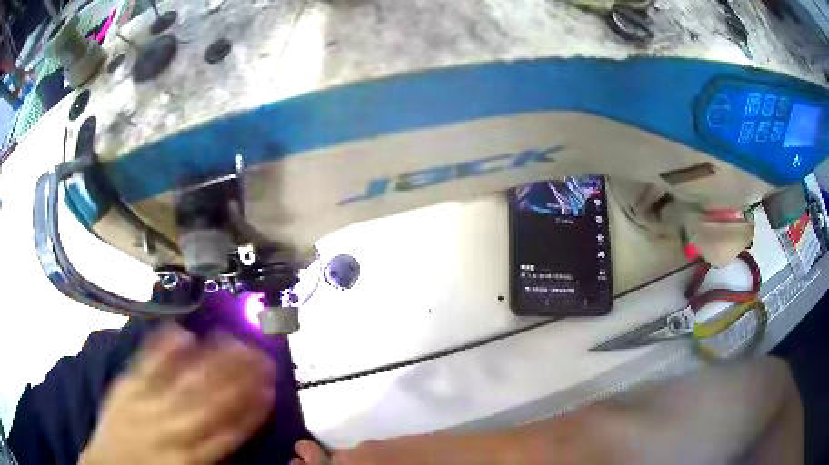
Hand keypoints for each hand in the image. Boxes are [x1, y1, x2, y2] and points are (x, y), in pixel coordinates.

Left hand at [80, 324, 275, 464]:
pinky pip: (147, 366)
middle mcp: (172, 429)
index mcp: (191, 456)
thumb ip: (212, 451)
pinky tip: (180, 331)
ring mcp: (146, 405)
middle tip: (260, 354)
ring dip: (211, 359)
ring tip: (232, 338)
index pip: (229, 429)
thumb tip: (236, 427)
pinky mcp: (125, 388)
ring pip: (184, 380)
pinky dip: (164, 348)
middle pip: (210, 400)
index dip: (252, 408)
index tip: (269, 387)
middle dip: (238, 376)